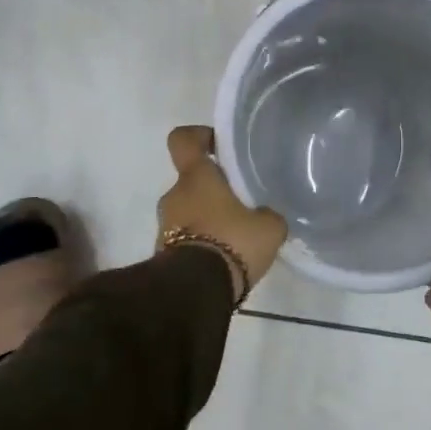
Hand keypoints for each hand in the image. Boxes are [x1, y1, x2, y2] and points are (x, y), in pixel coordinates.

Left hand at [158, 126, 287, 297]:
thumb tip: (265, 216)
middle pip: (191, 182)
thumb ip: (267, 215)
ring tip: (236, 239)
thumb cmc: (231, 243)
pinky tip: (225, 261)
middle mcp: (174, 196)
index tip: (217, 145)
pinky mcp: (162, 256)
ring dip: (208, 221)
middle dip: (213, 191)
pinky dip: (201, 245)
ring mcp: (163, 227)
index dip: (198, 136)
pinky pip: (185, 240)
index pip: (183, 140)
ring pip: (188, 213)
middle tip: (242, 205)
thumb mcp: (268, 227)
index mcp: (196, 178)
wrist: (194, 292)